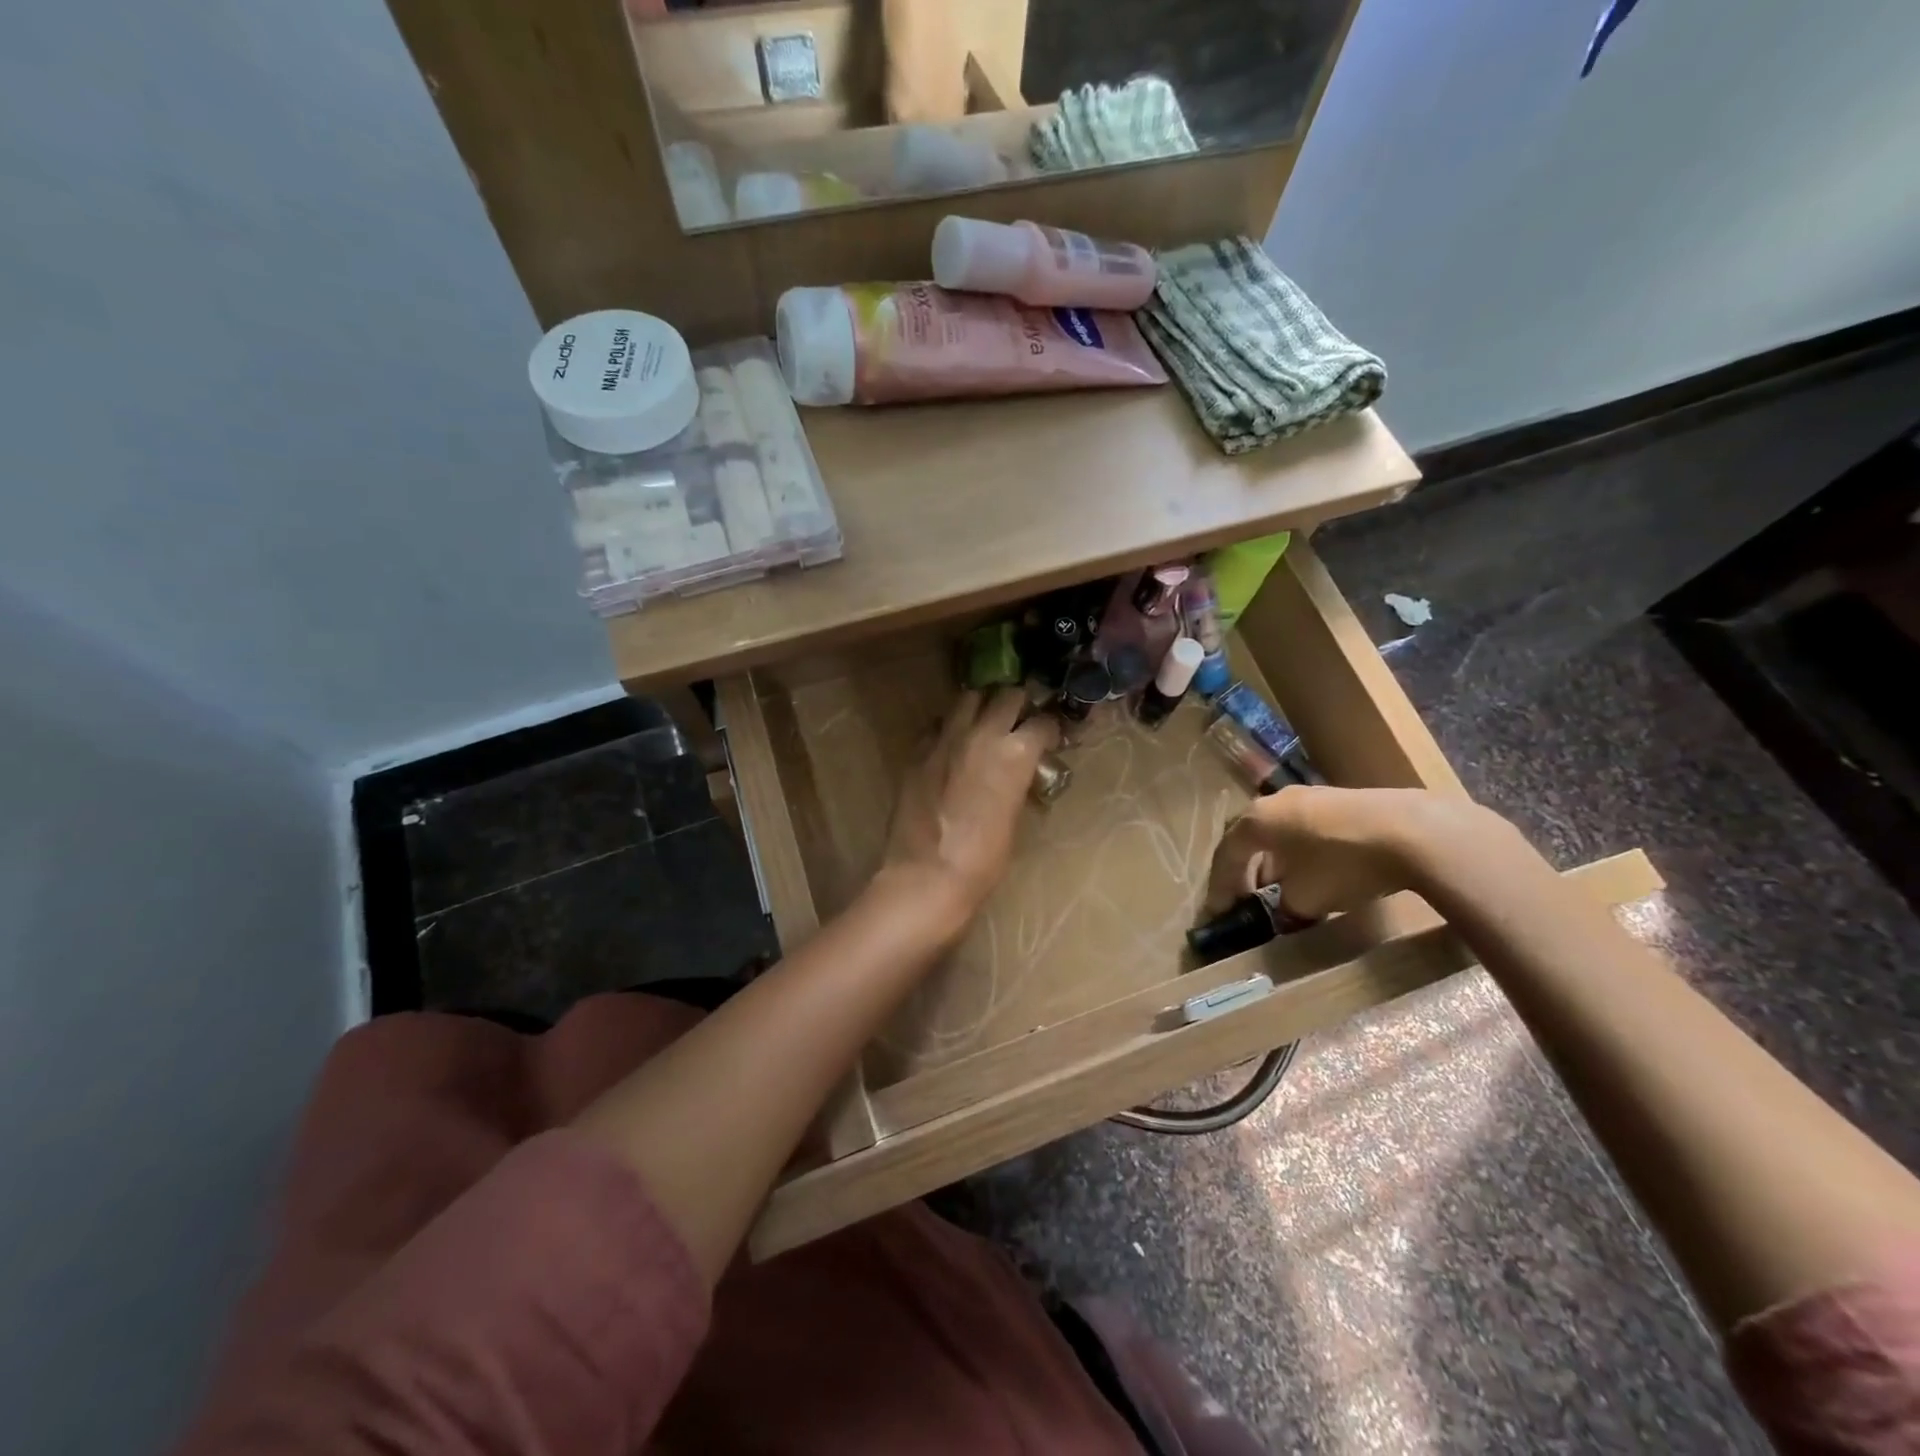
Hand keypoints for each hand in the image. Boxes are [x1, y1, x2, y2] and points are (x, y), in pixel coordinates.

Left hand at [883, 688, 1060, 918]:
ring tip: (985, 722)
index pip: (1043, 722)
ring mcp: (946, 738)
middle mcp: (982, 733)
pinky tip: (952, 745)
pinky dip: (950, 727)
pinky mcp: (918, 750)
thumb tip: (1020, 773)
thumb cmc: (983, 860)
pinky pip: (938, 724)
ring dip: (982, 705)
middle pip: (1007, 695)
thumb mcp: (1014, 817)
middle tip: (1020, 719)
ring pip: (969, 698)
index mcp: (1016, 753)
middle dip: (1018, 703)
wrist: (927, 876)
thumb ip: (1018, 783)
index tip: (1050, 736)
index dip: (1051, 727)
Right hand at [1205, 785, 1500, 919]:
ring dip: (1274, 864)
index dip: (1220, 888)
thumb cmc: (1344, 864)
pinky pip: (1304, 831)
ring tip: (1280, 892)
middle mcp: (1275, 801)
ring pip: (1279, 835)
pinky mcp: (1339, 801)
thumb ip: (1284, 906)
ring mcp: (1309, 796)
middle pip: (1250, 841)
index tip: (1219, 914)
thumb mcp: (1306, 898)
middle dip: (1245, 873)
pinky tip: (1313, 875)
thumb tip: (1285, 909)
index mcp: (1256, 820)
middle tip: (1245, 901)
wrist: (1413, 832)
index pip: (1226, 856)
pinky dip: (1299, 854)